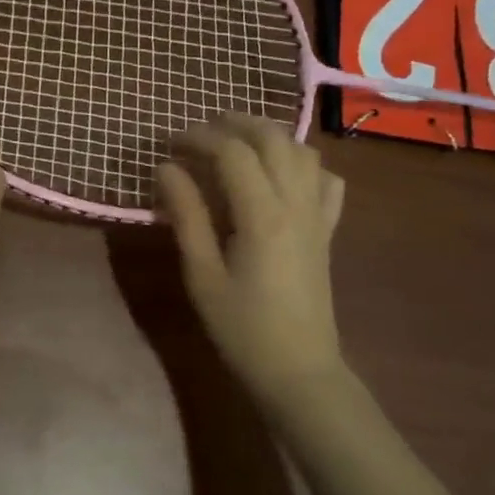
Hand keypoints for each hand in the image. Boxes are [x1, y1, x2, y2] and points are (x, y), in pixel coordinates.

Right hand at [156, 115, 346, 401]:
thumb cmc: (242, 328)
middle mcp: (296, 204)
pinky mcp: (327, 231)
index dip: (199, 138)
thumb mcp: (202, 274)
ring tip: (237, 142)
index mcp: (263, 215)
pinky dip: (304, 163)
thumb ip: (186, 215)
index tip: (170, 144)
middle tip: (202, 130)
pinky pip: (326, 181)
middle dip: (236, 123)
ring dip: (269, 135)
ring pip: (303, 151)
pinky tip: (282, 174)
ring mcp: (318, 215)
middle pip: (273, 138)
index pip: (232, 152)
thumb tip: (166, 169)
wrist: (299, 370)